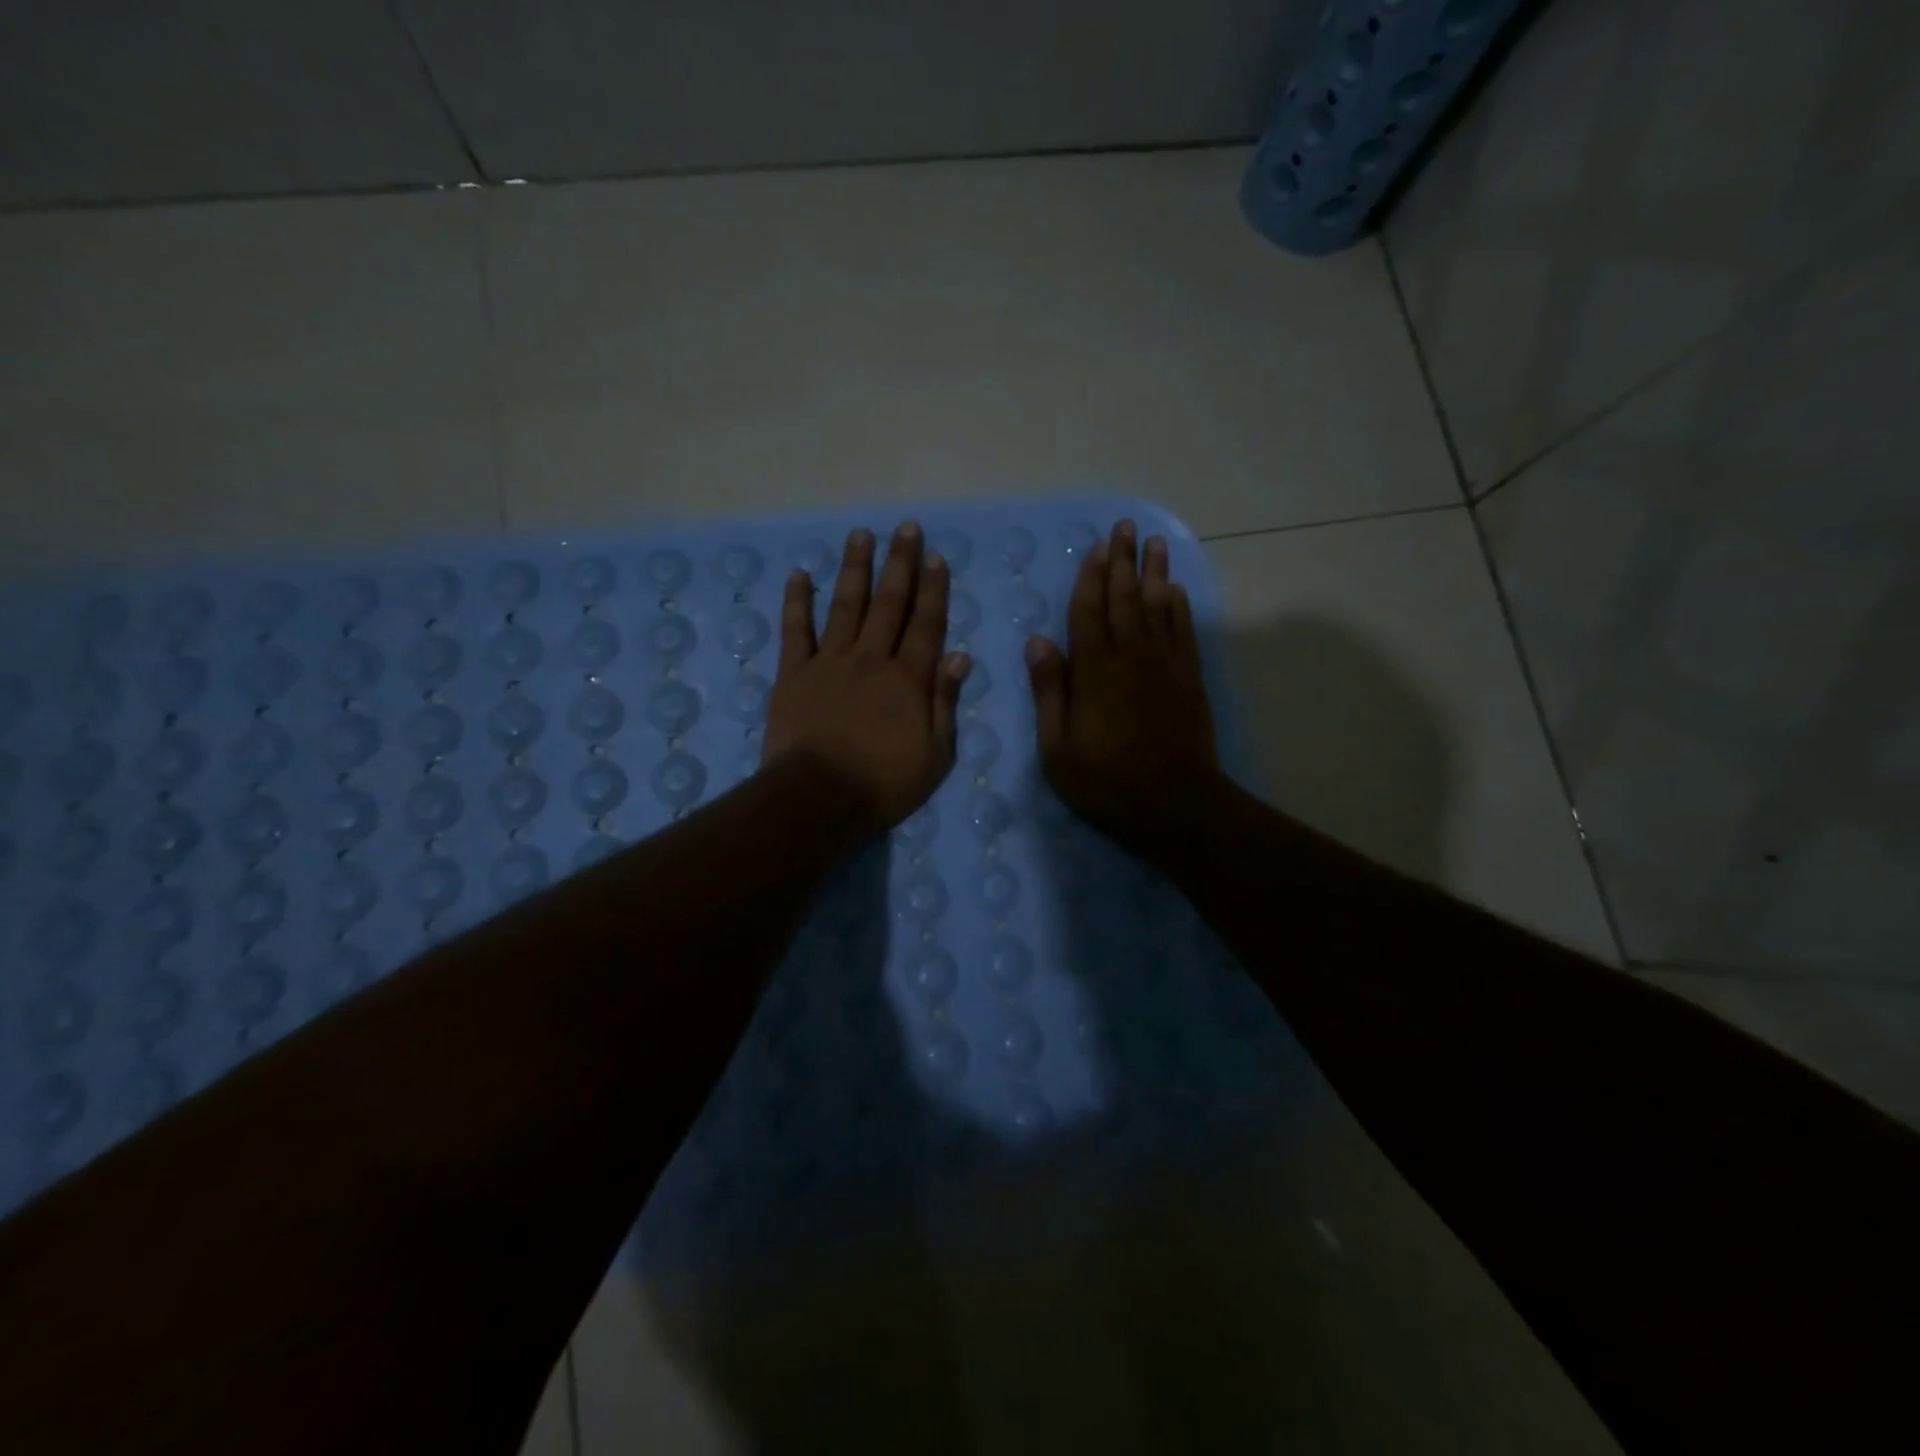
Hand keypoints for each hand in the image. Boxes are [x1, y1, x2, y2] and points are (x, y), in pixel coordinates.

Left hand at [764, 522, 970, 834]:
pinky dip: (797, 602)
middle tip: (906, 528)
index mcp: (909, 679)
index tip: (935, 556)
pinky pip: (795, 631)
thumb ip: (945, 703)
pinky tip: (800, 575)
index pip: (927, 624)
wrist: (819, 799)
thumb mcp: (935, 755)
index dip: (933, 589)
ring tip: (861, 535)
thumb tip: (960, 657)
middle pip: (889, 603)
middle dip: (900, 564)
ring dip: (854, 569)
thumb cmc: (884, 784)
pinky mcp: (794, 674)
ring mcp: (830, 662)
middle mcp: (872, 659)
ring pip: (845, 605)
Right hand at [1026, 519, 1221, 855]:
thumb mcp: (1058, 747)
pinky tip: (1175, 590)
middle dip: (1123, 561)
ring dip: (1154, 572)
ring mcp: (1165, 664)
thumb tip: (1037, 642)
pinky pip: (1183, 630)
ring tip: (1153, 542)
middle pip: (1125, 599)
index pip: (1088, 612)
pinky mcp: (1189, 678)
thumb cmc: (1106, 780)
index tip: (1095, 548)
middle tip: (1124, 527)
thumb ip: (1049, 691)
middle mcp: (1131, 656)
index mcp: (1094, 670)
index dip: (1090, 578)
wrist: (1175, 802)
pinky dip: (1178, 606)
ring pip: (1158, 606)